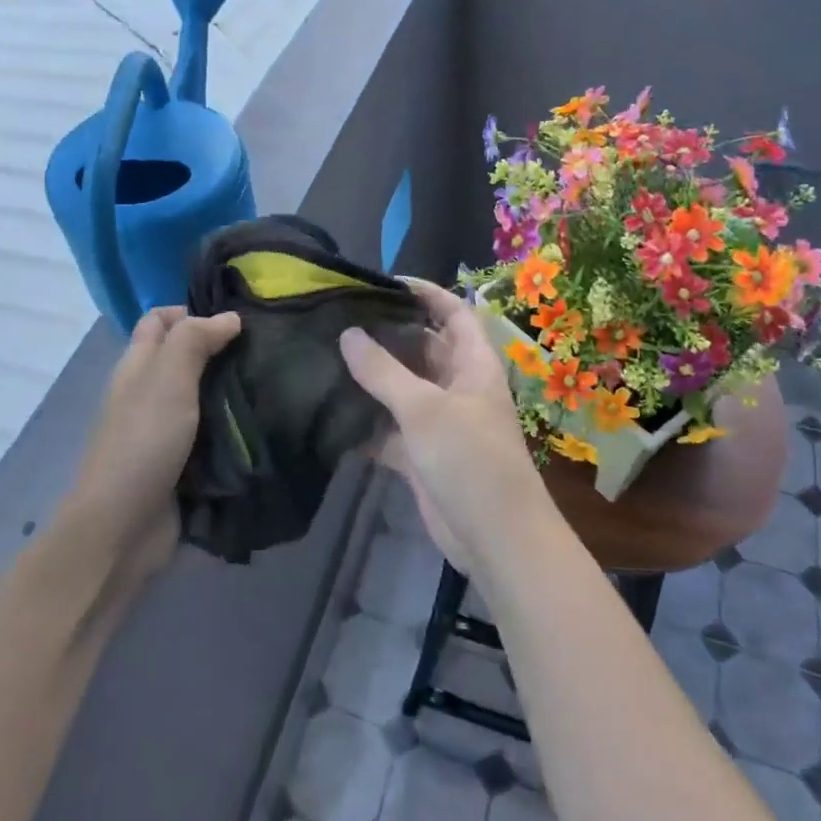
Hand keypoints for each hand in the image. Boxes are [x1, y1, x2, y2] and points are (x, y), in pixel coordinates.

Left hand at [69, 306, 241, 582]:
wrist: (123, 527)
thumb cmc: (143, 442)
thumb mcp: (168, 379)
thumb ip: (194, 341)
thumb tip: (228, 316)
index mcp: (137, 366)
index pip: (159, 320)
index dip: (191, 311)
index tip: (235, 319)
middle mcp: (147, 393)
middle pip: (182, 357)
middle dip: (219, 350)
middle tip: (264, 351)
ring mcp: (162, 430)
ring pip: (200, 396)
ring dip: (230, 390)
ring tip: (272, 383)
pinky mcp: (180, 463)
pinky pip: (209, 434)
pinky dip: (230, 427)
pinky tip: (261, 424)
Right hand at [340, 279, 550, 576]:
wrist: (495, 539)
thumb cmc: (470, 459)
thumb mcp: (425, 408)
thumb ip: (383, 371)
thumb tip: (347, 334)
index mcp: (472, 364)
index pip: (453, 313)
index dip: (426, 292)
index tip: (384, 282)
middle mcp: (457, 386)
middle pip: (422, 347)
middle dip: (387, 333)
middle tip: (339, 318)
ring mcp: (439, 422)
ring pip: (401, 388)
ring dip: (370, 378)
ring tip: (325, 356)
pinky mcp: (421, 454)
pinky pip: (388, 428)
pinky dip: (364, 422)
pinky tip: (329, 413)